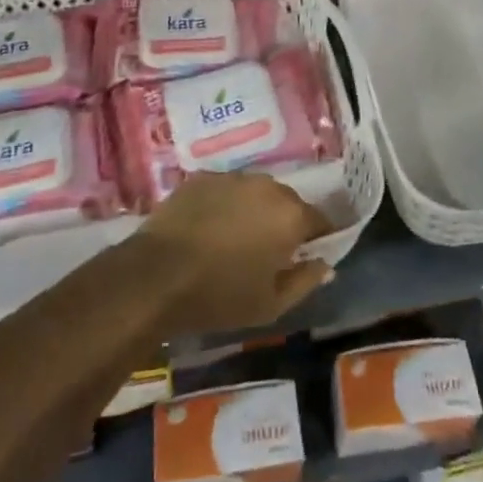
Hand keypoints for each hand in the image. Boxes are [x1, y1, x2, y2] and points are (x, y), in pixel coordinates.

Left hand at [129, 172, 333, 336]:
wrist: (157, 275)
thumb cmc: (220, 295)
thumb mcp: (271, 304)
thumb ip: (305, 281)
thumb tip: (325, 264)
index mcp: (291, 215)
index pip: (320, 221)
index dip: (317, 239)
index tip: (307, 256)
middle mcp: (268, 186)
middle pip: (288, 202)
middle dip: (284, 223)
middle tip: (268, 251)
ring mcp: (233, 177)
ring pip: (256, 193)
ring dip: (254, 210)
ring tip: (235, 238)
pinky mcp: (202, 177)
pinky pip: (225, 190)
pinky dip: (224, 205)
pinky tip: (208, 228)